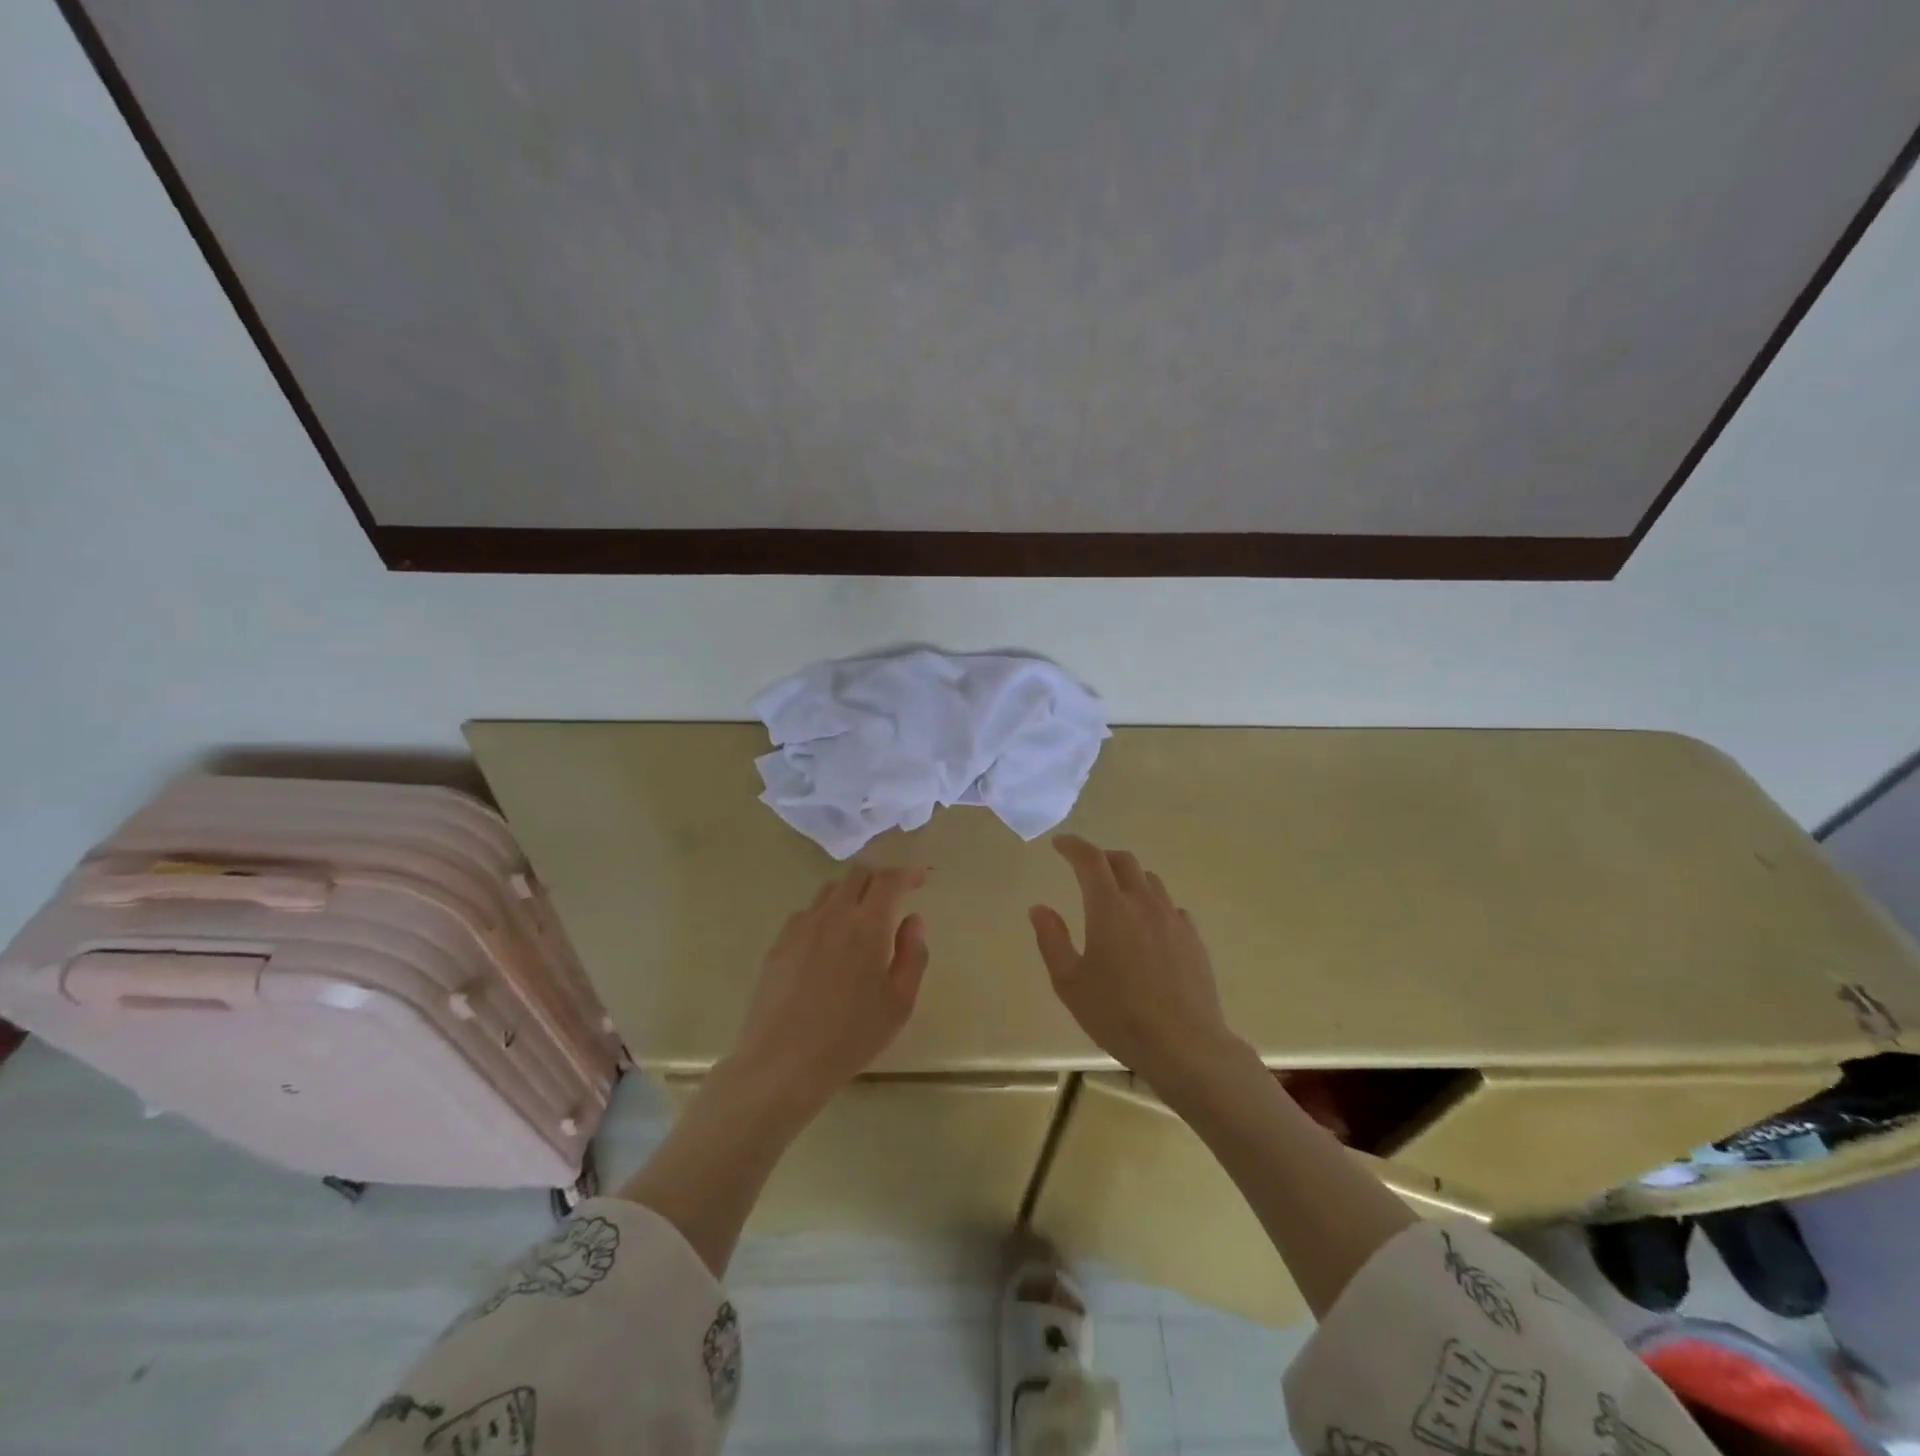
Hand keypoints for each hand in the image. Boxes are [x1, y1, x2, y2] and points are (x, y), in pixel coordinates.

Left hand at [729, 866, 929, 1107]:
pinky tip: (827, 942)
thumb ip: (913, 954)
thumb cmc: (852, 1035)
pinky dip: (825, 914)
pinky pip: (806, 913)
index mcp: (868, 924)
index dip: (906, 874)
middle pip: (857, 875)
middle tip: (892, 898)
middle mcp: (833, 914)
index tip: (918, 880)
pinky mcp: (778, 943)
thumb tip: (912, 920)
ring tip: (860, 919)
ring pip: (829, 890)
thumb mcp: (900, 1002)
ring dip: (851, 894)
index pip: (889, 880)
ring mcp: (801, 926)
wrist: (783, 1062)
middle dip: (879, 878)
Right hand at [1029, 836, 1243, 1088]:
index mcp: (1109, 908)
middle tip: (1085, 867)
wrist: (1185, 1045)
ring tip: (1116, 895)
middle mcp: (1143, 903)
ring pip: (1150, 881)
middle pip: (1124, 861)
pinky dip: (1152, 904)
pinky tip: (1147, 927)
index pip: (1090, 859)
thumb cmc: (1118, 1015)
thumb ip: (1052, 940)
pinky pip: (1170, 907)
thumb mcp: (1070, 983)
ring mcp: (1173, 920)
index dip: (1073, 846)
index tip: (1060, 844)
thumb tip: (1040, 908)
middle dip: (1101, 857)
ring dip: (1129, 878)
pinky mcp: (1193, 939)